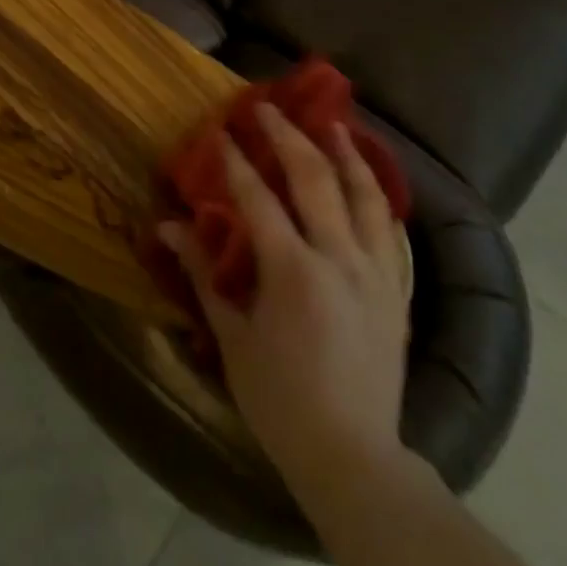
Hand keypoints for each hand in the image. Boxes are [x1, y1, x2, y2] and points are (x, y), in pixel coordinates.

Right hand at [159, 105, 414, 493]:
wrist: (353, 456)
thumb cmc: (280, 400)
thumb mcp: (232, 337)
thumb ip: (203, 274)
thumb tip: (168, 227)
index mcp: (294, 271)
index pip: (259, 198)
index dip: (236, 162)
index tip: (221, 132)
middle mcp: (341, 259)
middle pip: (316, 180)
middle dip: (289, 137)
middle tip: (270, 109)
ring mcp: (377, 273)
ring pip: (366, 196)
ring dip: (347, 155)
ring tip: (334, 125)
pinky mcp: (398, 291)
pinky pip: (391, 230)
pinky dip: (377, 197)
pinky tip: (368, 183)